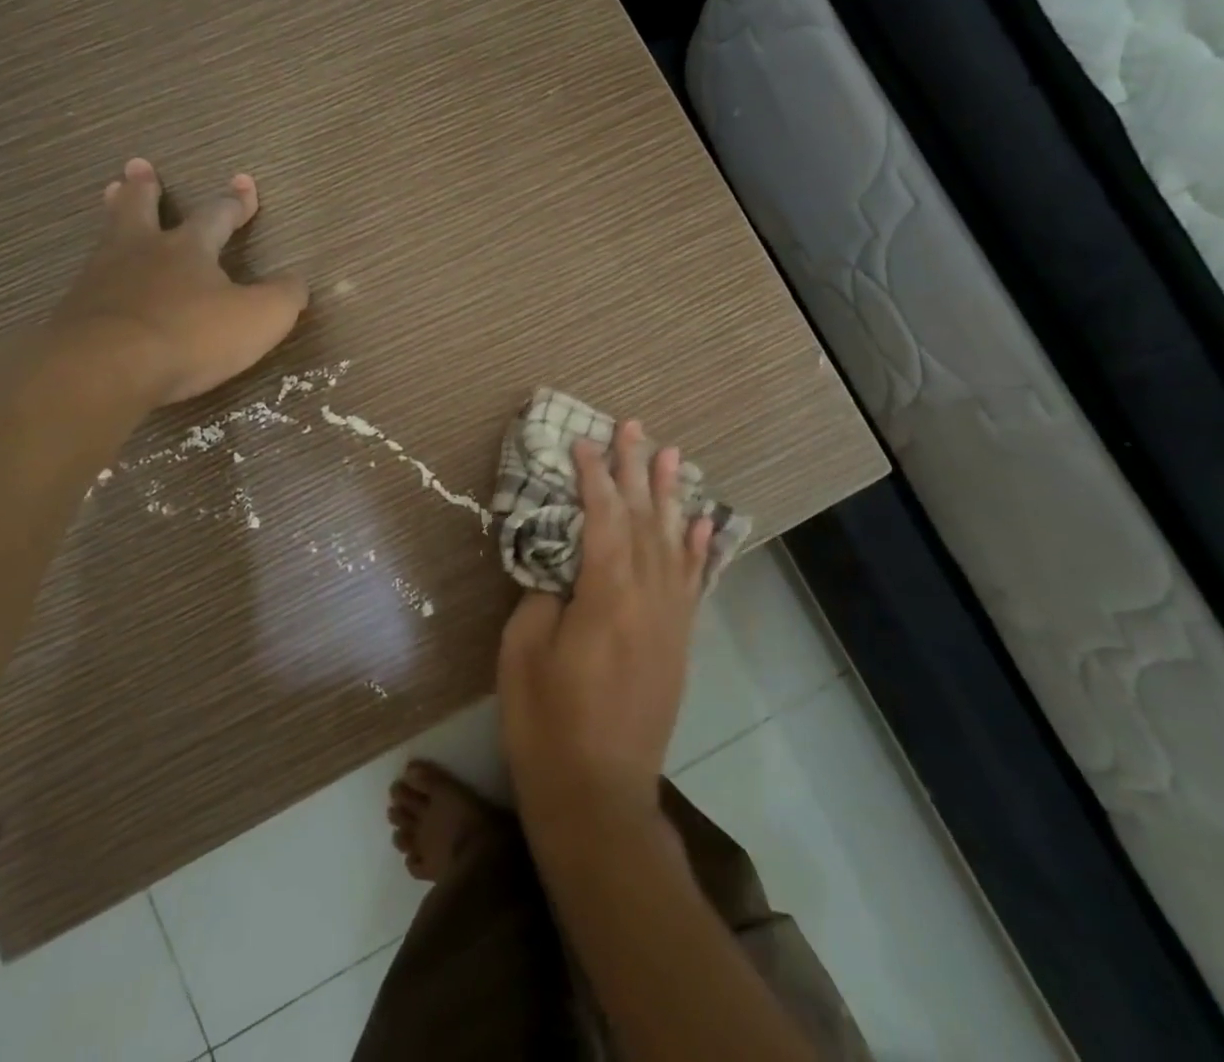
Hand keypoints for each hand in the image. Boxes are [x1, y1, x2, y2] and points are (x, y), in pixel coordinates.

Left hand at [48, 158, 308, 407]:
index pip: (217, 215)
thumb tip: (297, 281)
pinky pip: (90, 277)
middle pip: (142, 208)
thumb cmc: (191, 336)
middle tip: (139, 166)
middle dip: (146, 187)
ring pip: (109, 236)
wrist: (106, 368)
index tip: (244, 181)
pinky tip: (96, 274)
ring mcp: (102, 279)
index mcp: (189, 249)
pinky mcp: (75, 312)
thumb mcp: (260, 318)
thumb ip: (284, 297)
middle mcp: (142, 252)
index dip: (235, 201)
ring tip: (111, 194)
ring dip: (114, 213)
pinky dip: (97, 268)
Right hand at [498, 420, 713, 844]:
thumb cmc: (546, 724)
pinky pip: (693, 582)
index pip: (601, 517)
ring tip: (672, 455)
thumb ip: (541, 596)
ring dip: (670, 496)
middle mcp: (648, 597)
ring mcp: (670, 620)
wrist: (600, 796)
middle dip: (636, 469)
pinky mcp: (679, 642)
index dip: (592, 475)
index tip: (583, 440)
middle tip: (634, 426)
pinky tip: (702, 523)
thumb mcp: (522, 653)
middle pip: (643, 519)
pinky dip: (699, 548)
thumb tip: (558, 567)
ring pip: (674, 542)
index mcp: (606, 595)